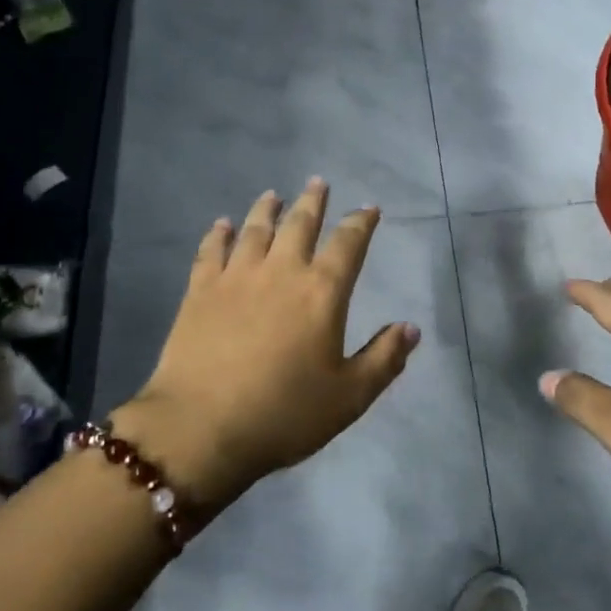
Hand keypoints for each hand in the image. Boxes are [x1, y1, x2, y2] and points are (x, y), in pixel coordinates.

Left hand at [111, 181, 420, 512]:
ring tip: (273, 195)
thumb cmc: (285, 413)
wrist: (202, 428)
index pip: (348, 244)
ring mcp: (236, 277)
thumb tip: (411, 328)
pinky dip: (218, 234)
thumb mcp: (349, 396)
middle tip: (318, 183)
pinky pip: (211, 251)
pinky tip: (221, 225)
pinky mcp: (199, 291)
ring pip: (255, 229)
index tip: (368, 208)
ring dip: (266, 209)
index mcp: (322, 292)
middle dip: (313, 202)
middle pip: (300, 224)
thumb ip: (384, 359)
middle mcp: (281, 271)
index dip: (361, 223)